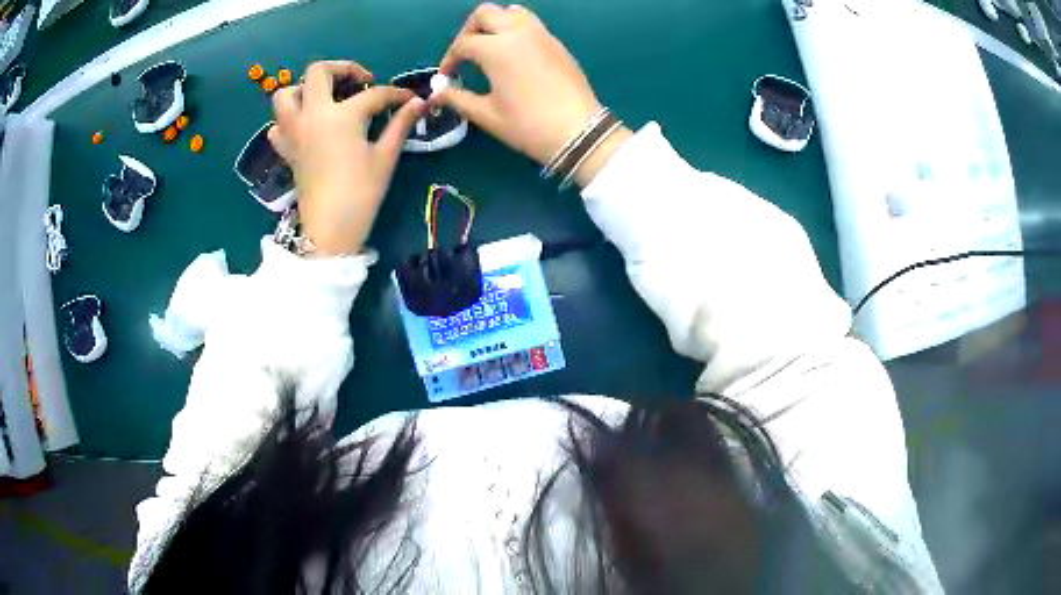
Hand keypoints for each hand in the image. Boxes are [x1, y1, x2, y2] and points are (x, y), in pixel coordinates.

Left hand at [269, 61, 424, 255]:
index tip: (409, 100)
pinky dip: (288, 120)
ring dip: (304, 89)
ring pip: (286, 94)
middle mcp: (313, 115)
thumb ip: (400, 124)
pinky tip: (306, 127)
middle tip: (358, 83)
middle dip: (341, 69)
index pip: (373, 94)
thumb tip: (418, 103)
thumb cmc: (361, 193)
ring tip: (324, 99)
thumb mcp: (385, 157)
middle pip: (317, 72)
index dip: (395, 94)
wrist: (329, 230)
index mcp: (341, 115)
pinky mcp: (287, 151)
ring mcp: (294, 132)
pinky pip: (277, 126)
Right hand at [435, 3, 630, 184]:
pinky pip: (531, 23)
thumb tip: (437, 93)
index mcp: (496, 49)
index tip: (446, 76)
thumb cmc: (528, 125)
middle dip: (469, 29)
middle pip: (485, 13)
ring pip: (512, 12)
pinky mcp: (556, 43)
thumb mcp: (486, 114)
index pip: (463, 44)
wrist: (579, 132)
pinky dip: (516, 29)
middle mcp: (517, 33)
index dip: (449, 59)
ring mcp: (540, 35)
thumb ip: (457, 98)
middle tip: (465, 52)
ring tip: (490, 46)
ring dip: (495, 22)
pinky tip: (513, 53)